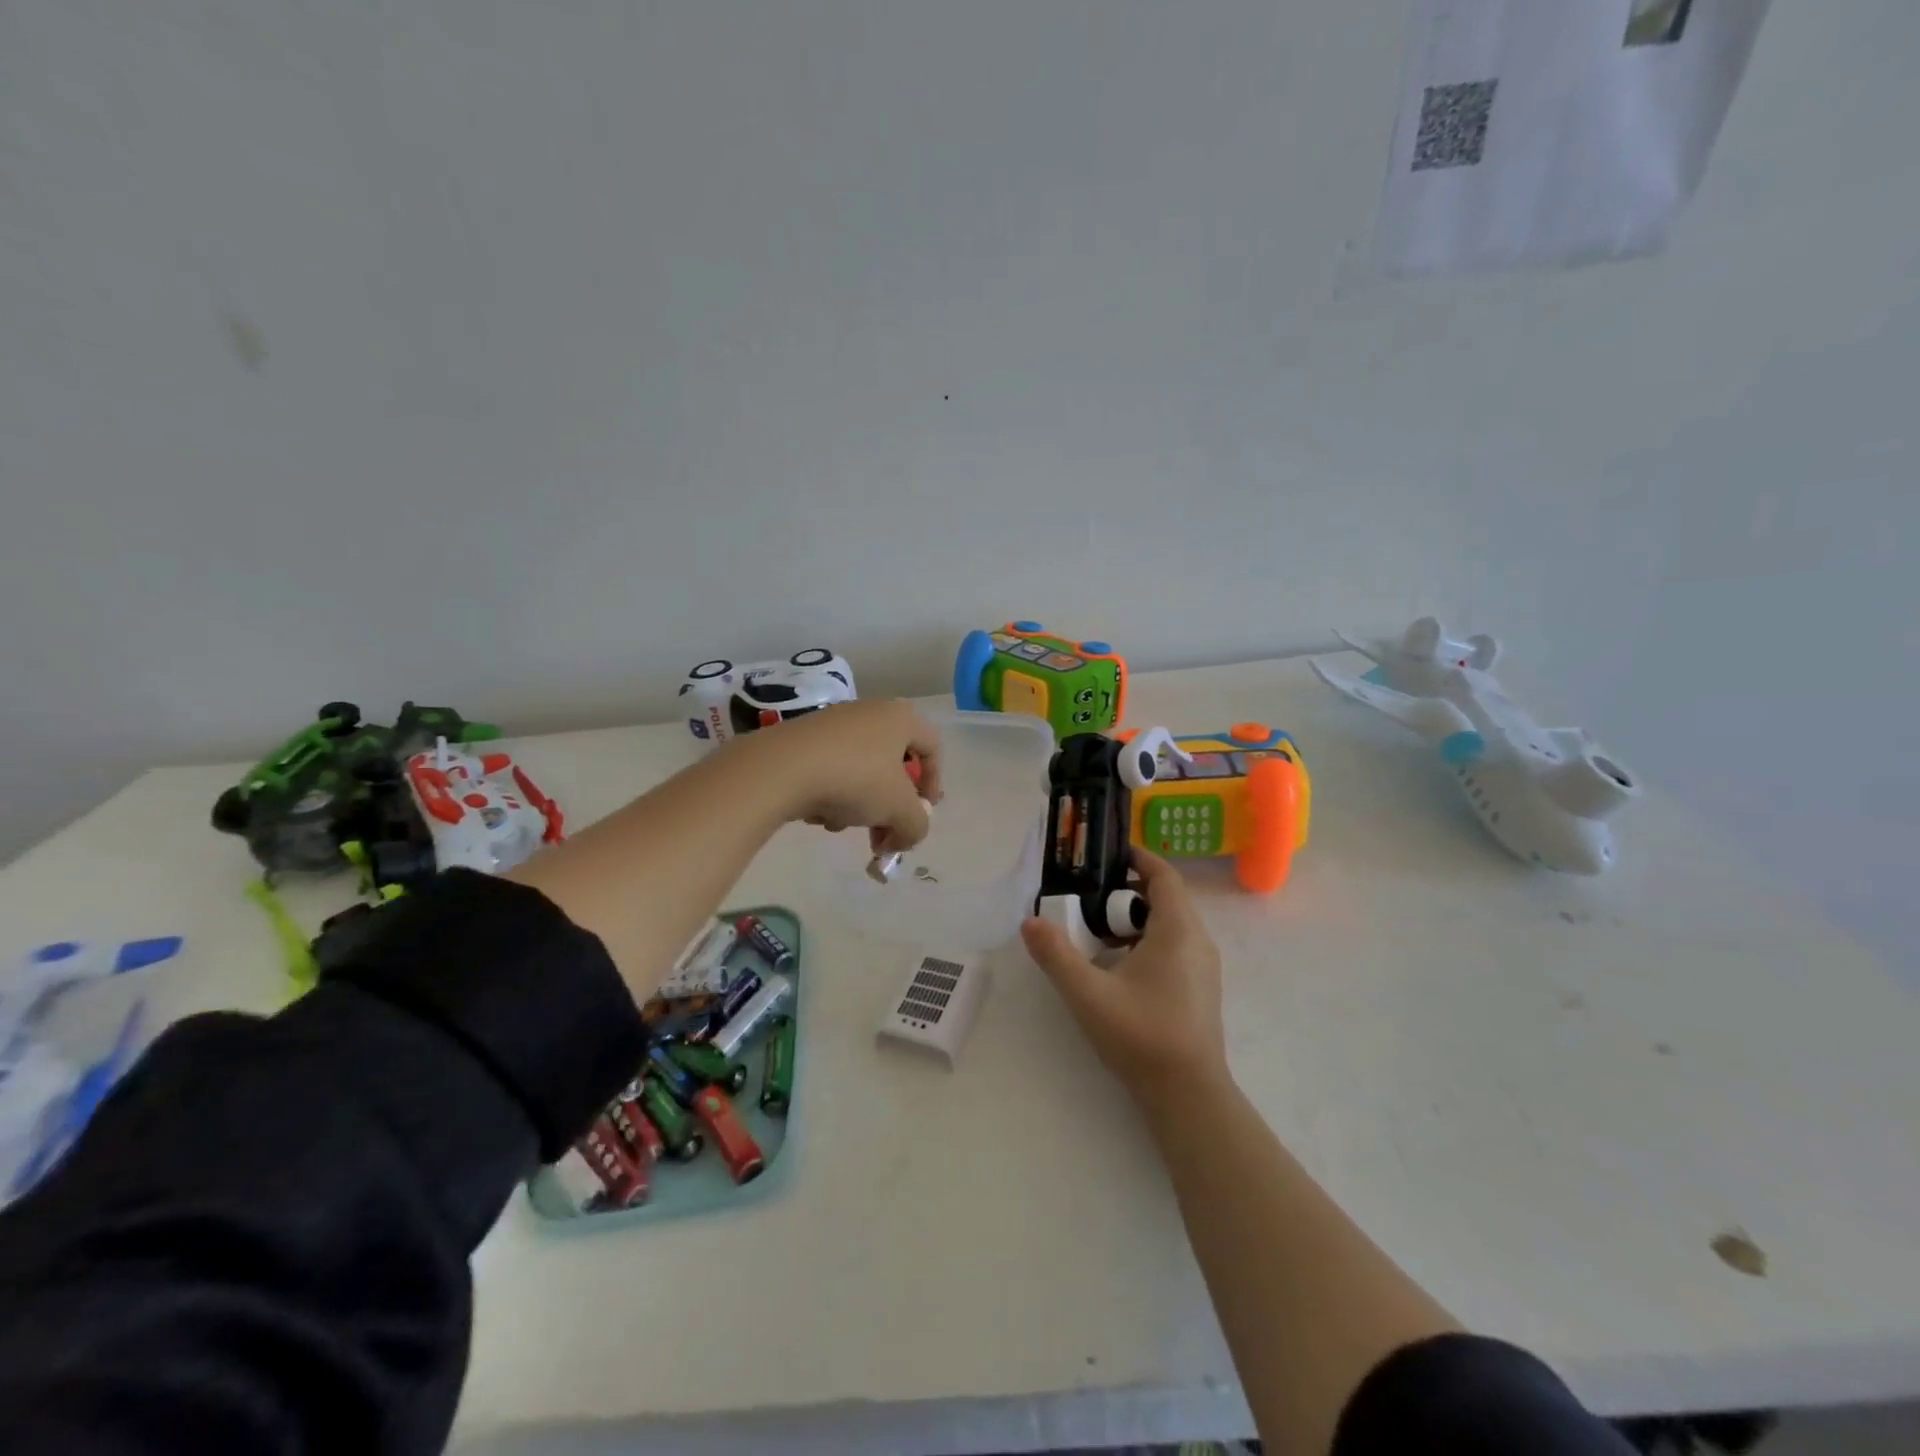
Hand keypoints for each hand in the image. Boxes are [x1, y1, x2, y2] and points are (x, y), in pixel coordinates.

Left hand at [731, 699, 942, 853]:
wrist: (781, 768)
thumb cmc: (856, 779)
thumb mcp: (900, 811)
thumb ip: (916, 826)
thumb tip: (905, 837)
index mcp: (900, 718)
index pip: (932, 747)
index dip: (934, 783)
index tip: (923, 813)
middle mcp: (869, 713)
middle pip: (892, 764)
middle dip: (891, 806)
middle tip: (884, 835)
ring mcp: (832, 724)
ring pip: (860, 771)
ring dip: (860, 804)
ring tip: (843, 824)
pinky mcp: (801, 739)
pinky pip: (830, 770)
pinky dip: (831, 794)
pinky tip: (817, 813)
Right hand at [1021, 850, 1227, 1105]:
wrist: (1189, 1095)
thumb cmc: (1142, 1035)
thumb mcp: (1088, 993)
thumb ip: (1056, 955)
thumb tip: (1030, 922)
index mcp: (1178, 930)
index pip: (1164, 875)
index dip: (1138, 858)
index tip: (1107, 854)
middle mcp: (1198, 941)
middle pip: (1165, 898)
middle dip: (1126, 892)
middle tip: (1088, 899)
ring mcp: (1203, 967)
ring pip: (1169, 925)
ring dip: (1135, 920)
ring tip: (1096, 934)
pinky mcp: (1200, 988)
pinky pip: (1174, 947)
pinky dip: (1146, 942)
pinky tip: (1117, 968)